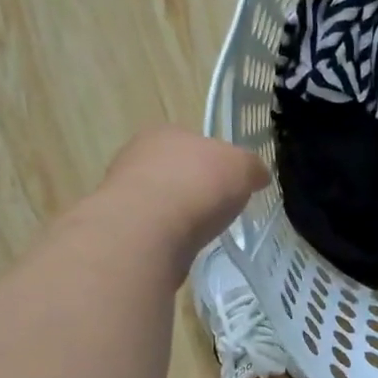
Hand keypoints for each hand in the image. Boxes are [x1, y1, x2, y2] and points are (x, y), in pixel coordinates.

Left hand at [95, 125, 267, 275]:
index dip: (216, 162)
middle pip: (176, 170)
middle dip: (194, 187)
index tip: (230, 184)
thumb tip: (258, 175)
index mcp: (166, 132)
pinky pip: (151, 227)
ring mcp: (123, 191)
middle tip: (217, 208)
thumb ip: (252, 167)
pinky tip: (179, 245)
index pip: (195, 142)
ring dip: (178, 213)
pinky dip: (166, 235)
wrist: (148, 230)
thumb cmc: (198, 185)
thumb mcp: (242, 168)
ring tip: (200, 231)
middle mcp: (138, 155)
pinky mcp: (119, 225)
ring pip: (160, 199)